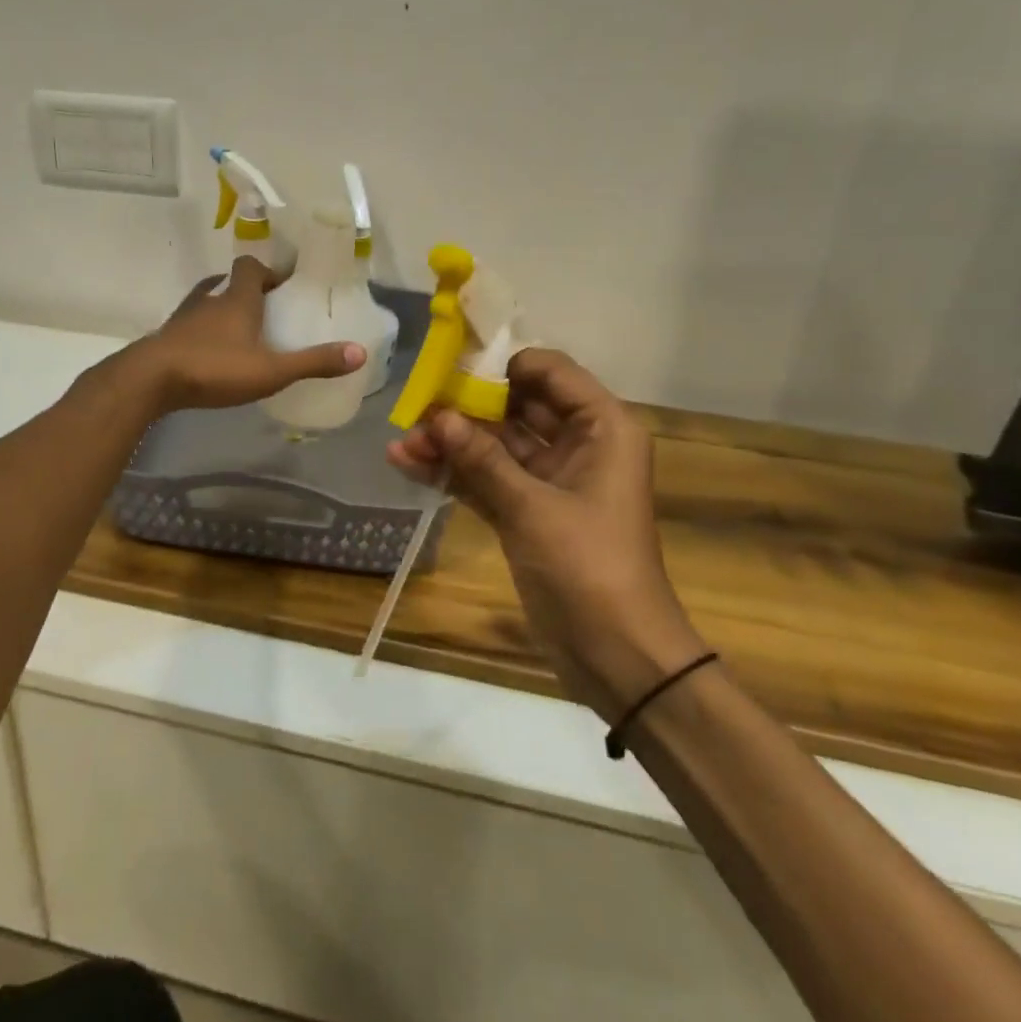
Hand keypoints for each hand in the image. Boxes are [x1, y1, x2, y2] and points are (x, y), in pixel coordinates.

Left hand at [134, 257, 365, 412]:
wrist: (150, 380)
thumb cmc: (214, 368)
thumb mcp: (271, 370)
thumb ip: (313, 362)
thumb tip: (359, 352)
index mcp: (237, 298)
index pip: (251, 267)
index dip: (267, 271)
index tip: (283, 285)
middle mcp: (209, 299)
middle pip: (228, 282)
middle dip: (247, 291)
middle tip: (266, 311)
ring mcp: (184, 317)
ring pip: (206, 301)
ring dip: (222, 309)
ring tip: (239, 331)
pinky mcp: (167, 337)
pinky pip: (189, 325)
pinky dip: (202, 332)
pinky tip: (210, 353)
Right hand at [387, 348, 706, 722]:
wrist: (617, 656)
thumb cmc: (589, 566)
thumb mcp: (532, 507)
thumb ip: (482, 458)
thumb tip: (436, 415)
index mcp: (602, 428)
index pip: (550, 372)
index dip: (502, 364)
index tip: (453, 366)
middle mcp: (578, 444)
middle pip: (517, 406)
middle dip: (466, 406)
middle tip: (417, 403)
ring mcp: (551, 480)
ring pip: (497, 445)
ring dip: (452, 442)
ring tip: (402, 440)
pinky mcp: (528, 511)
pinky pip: (488, 479)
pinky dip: (454, 473)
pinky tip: (408, 464)